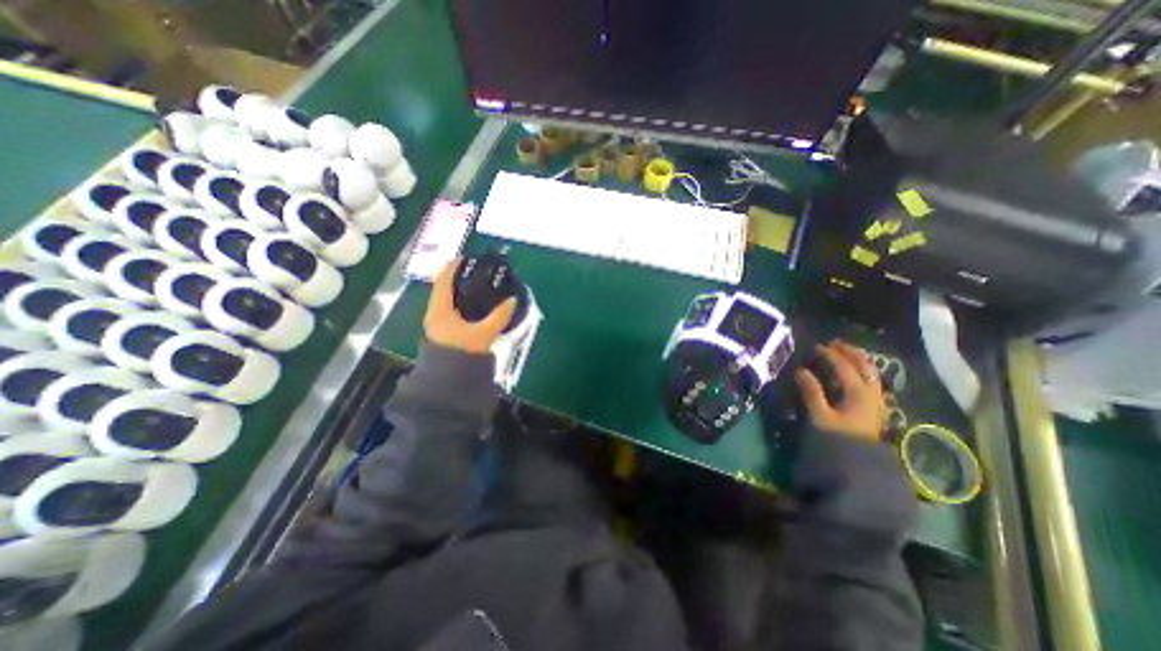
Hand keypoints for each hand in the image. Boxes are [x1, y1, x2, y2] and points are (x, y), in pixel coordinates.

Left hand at [422, 257, 516, 352]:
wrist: (449, 381)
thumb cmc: (462, 353)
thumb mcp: (484, 333)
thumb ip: (499, 316)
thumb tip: (513, 300)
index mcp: (440, 310)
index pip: (443, 280)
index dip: (453, 266)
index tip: (466, 257)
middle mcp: (434, 314)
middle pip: (444, 289)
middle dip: (459, 279)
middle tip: (476, 272)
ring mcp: (437, 324)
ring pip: (448, 301)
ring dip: (461, 292)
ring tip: (478, 287)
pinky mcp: (443, 333)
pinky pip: (451, 311)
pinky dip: (462, 304)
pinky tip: (475, 307)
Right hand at [799, 340, 889, 441]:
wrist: (859, 467)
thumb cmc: (837, 440)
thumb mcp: (819, 416)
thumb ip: (811, 392)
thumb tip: (801, 370)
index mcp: (857, 393)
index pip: (844, 366)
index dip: (830, 355)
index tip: (815, 347)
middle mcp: (871, 394)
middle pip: (864, 366)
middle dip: (850, 353)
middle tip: (834, 344)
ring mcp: (875, 402)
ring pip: (871, 374)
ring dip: (858, 361)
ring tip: (845, 354)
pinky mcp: (873, 410)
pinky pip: (870, 383)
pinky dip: (862, 373)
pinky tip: (854, 375)